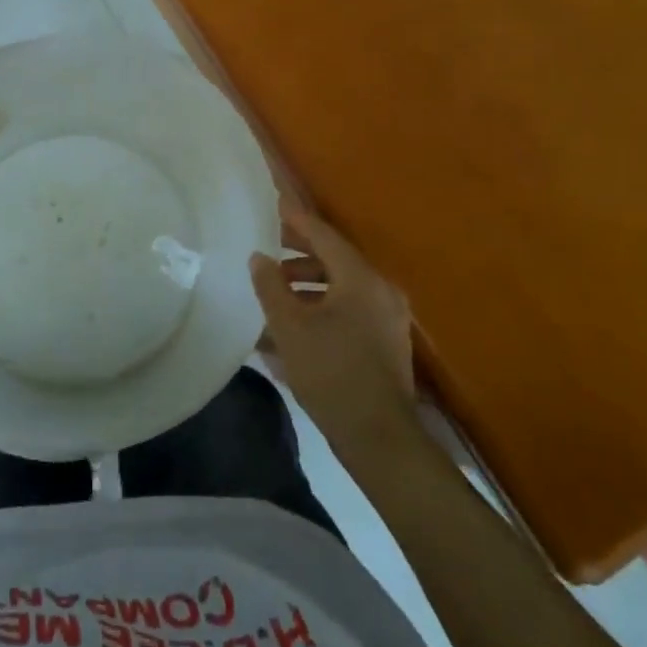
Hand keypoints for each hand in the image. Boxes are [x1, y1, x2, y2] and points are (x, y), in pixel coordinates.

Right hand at [250, 206, 418, 450]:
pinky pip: (349, 310)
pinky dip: (322, 307)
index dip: (296, 221)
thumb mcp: (290, 328)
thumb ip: (271, 287)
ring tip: (274, 292)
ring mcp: (387, 318)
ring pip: (341, 287)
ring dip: (307, 285)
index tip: (273, 208)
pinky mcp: (386, 342)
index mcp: (360, 279)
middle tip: (267, 248)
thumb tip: (259, 257)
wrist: (379, 439)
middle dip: (298, 254)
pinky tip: (294, 324)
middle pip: (334, 259)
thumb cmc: (331, 374)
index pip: (324, 236)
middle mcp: (380, 290)